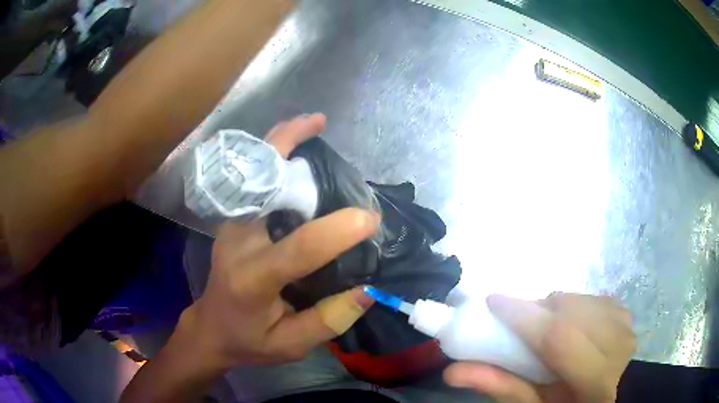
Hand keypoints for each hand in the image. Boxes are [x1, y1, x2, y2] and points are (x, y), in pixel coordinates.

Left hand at [175, 114, 377, 369]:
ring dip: (280, 142)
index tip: (370, 221)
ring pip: (253, 172)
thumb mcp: (291, 345)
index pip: (297, 248)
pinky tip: (295, 148)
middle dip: (286, 146)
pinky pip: (254, 180)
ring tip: (311, 123)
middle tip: (320, 125)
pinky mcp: (233, 221)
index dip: (336, 232)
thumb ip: (329, 320)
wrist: (211, 328)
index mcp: (252, 279)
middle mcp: (237, 242)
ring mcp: (231, 225)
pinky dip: (274, 156)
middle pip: (259, 184)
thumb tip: (368, 288)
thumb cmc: (249, 341)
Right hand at [444, 293, 635, 402]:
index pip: (560, 338)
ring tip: (547, 328)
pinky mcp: (625, 314)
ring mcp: (625, 327)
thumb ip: (501, 387)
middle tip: (520, 323)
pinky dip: (573, 306)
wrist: (606, 395)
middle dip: (539, 311)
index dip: (525, 317)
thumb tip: (453, 371)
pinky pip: (592, 298)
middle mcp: (618, 348)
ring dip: (555, 309)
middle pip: (570, 313)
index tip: (494, 301)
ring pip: (581, 300)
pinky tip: (570, 324)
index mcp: (595, 382)